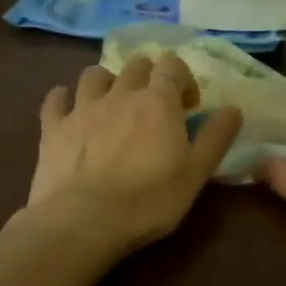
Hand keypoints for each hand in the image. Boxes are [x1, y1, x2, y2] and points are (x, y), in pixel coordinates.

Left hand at [25, 55, 242, 252]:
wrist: (84, 221)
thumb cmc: (149, 200)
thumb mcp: (196, 174)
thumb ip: (216, 137)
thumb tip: (233, 108)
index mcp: (158, 102)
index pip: (172, 65)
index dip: (182, 79)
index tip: (188, 106)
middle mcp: (120, 94)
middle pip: (135, 65)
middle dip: (147, 77)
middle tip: (153, 107)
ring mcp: (82, 108)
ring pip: (94, 74)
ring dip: (106, 82)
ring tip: (111, 104)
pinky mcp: (52, 127)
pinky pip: (55, 98)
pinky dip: (63, 98)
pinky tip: (68, 110)